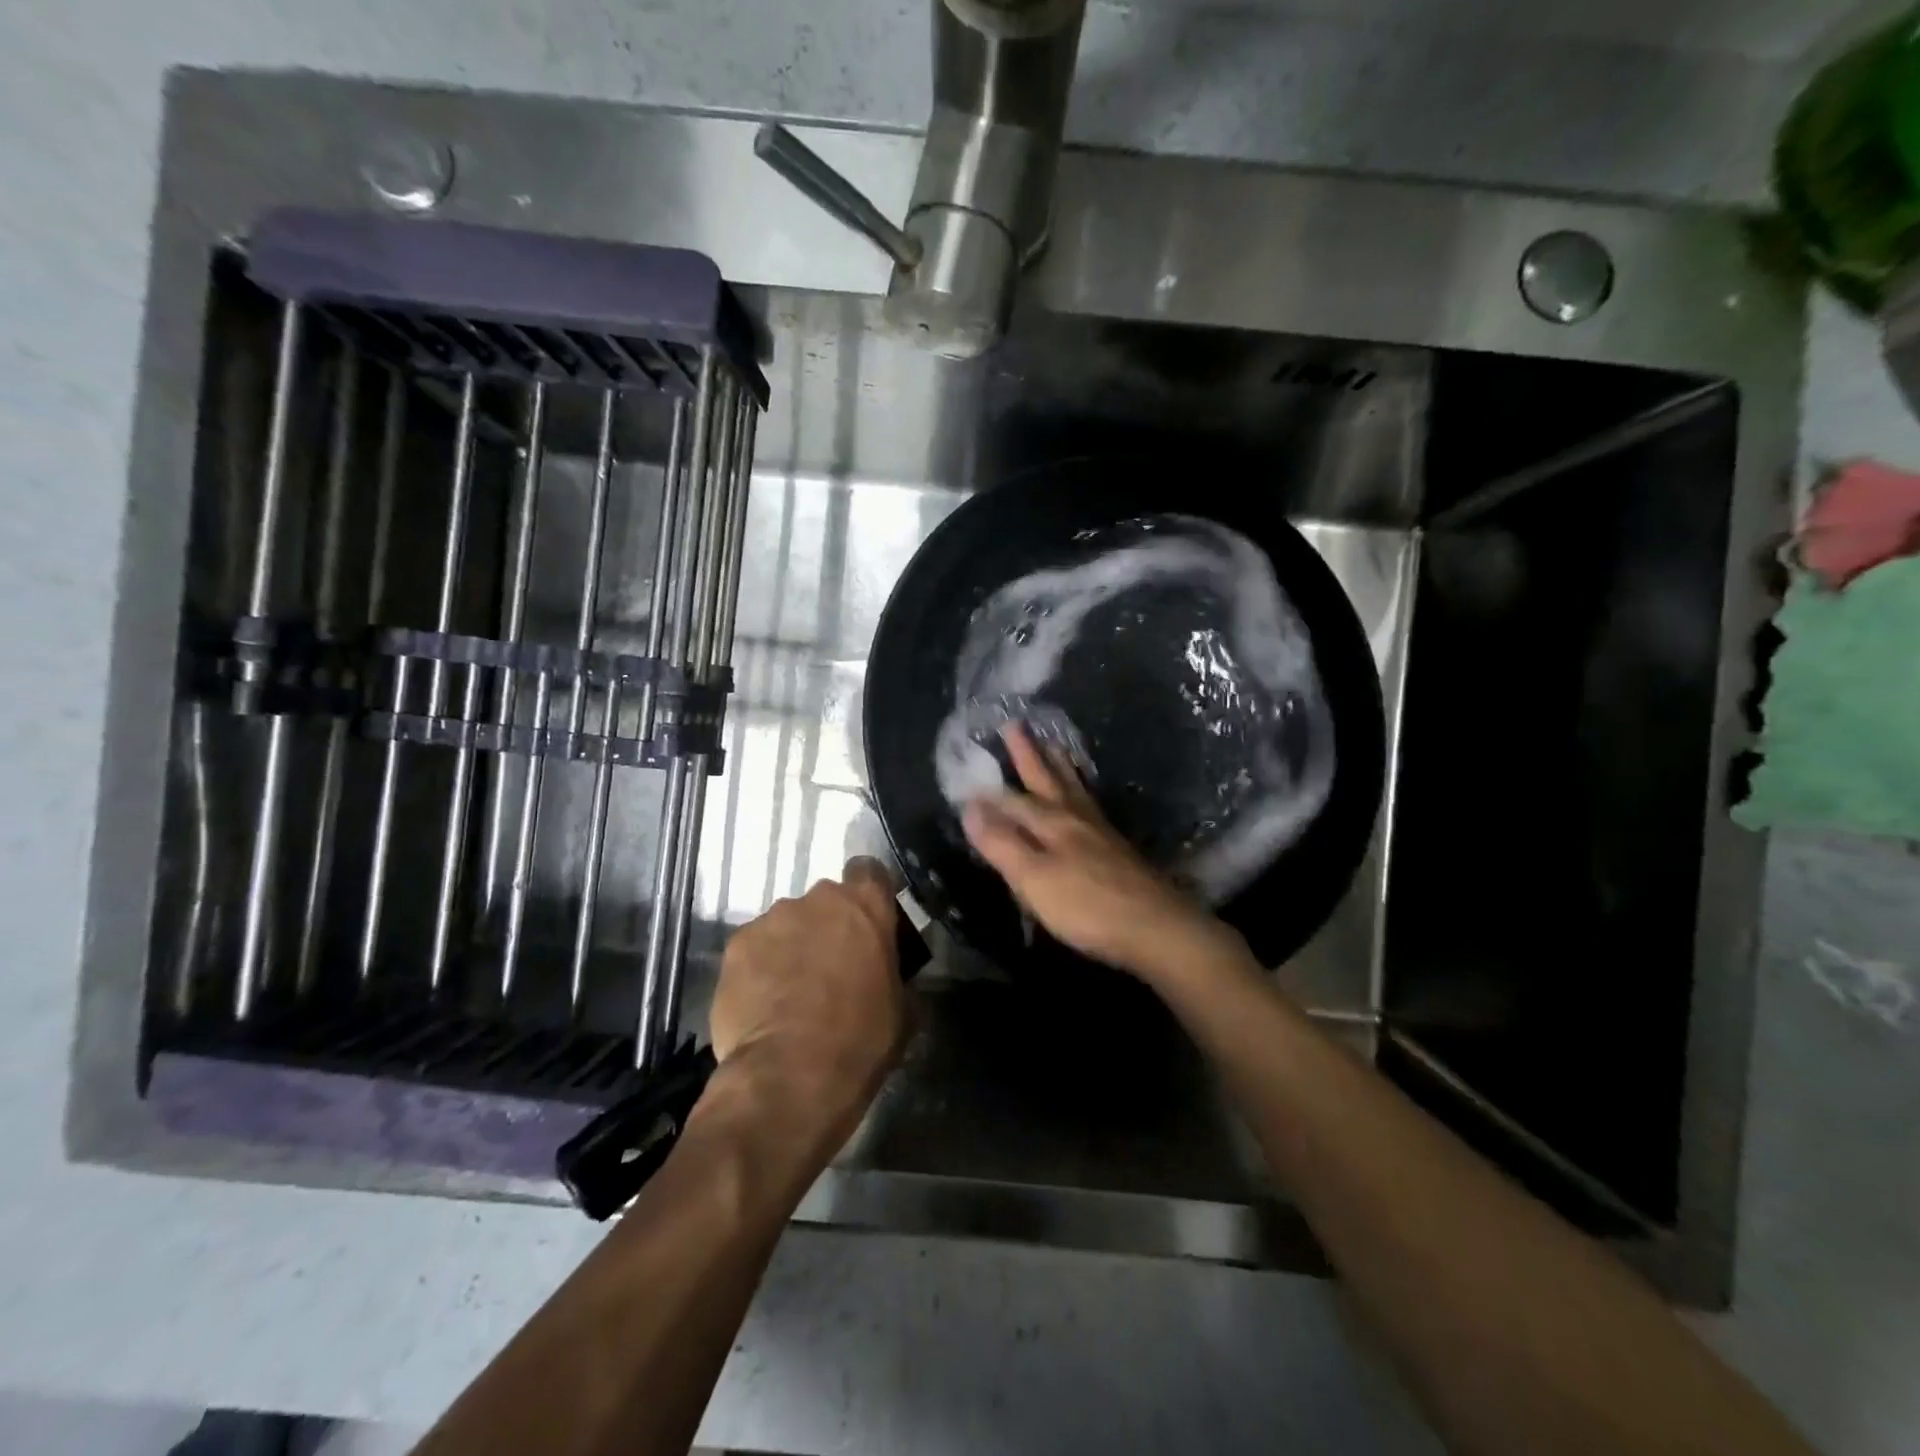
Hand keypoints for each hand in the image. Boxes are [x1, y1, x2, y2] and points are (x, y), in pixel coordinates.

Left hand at [708, 858, 908, 1143]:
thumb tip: (889, 976)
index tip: (868, 923)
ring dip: (792, 946)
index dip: (869, 894)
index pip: (870, 871)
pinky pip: (754, 948)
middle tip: (831, 967)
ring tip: (790, 991)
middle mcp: (818, 898)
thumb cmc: (861, 1040)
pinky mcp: (736, 945)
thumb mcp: (903, 1009)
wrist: (790, 1075)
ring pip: (787, 924)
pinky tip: (762, 1003)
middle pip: (825, 900)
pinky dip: (759, 967)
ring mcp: (773, 918)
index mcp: (866, 905)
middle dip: (828, 926)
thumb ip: (895, 974)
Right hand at [961, 723, 1240, 982]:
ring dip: (1059, 765)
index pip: (1012, 801)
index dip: (989, 793)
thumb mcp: (1033, 878)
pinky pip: (1090, 803)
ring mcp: (1099, 831)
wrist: (1155, 926)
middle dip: (1029, 754)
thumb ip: (1001, 843)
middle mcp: (1074, 818)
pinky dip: (1080, 789)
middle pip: (1047, 779)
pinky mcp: (1117, 848)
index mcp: (1051, 823)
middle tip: (1015, 724)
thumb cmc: (1087, 905)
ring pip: (1073, 788)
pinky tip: (1083, 797)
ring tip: (1054, 745)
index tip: (968, 775)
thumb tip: (970, 806)